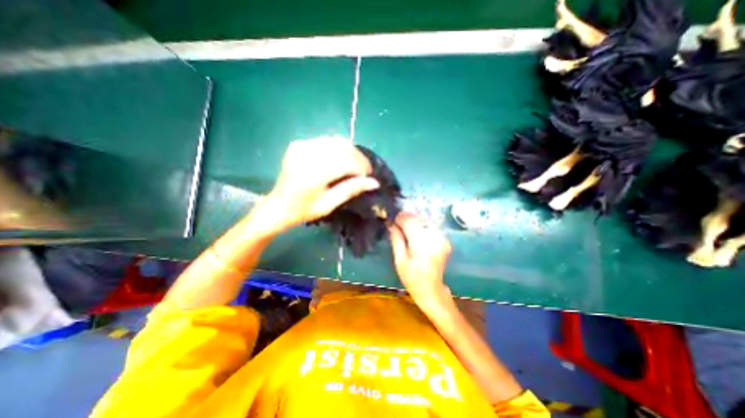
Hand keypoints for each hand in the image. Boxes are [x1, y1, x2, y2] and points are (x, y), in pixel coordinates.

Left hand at [259, 135, 377, 230]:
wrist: (279, 205)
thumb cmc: (305, 209)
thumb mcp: (330, 204)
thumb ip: (351, 189)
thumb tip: (374, 183)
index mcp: (314, 173)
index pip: (347, 161)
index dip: (362, 167)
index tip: (368, 176)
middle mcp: (307, 154)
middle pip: (343, 147)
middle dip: (358, 158)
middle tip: (365, 170)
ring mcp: (302, 146)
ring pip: (336, 141)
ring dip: (350, 151)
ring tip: (355, 164)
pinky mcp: (299, 144)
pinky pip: (326, 141)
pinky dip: (338, 148)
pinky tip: (341, 159)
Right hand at [390, 212, 452, 302]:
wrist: (431, 289)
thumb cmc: (412, 278)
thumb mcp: (399, 260)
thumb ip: (396, 239)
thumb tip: (391, 224)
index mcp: (422, 244)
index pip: (410, 221)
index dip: (400, 218)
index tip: (392, 221)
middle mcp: (435, 238)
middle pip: (418, 219)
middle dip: (406, 219)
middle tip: (397, 225)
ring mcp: (442, 238)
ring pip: (424, 221)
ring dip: (414, 222)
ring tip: (405, 230)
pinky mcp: (445, 240)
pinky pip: (430, 226)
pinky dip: (421, 226)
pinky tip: (416, 234)